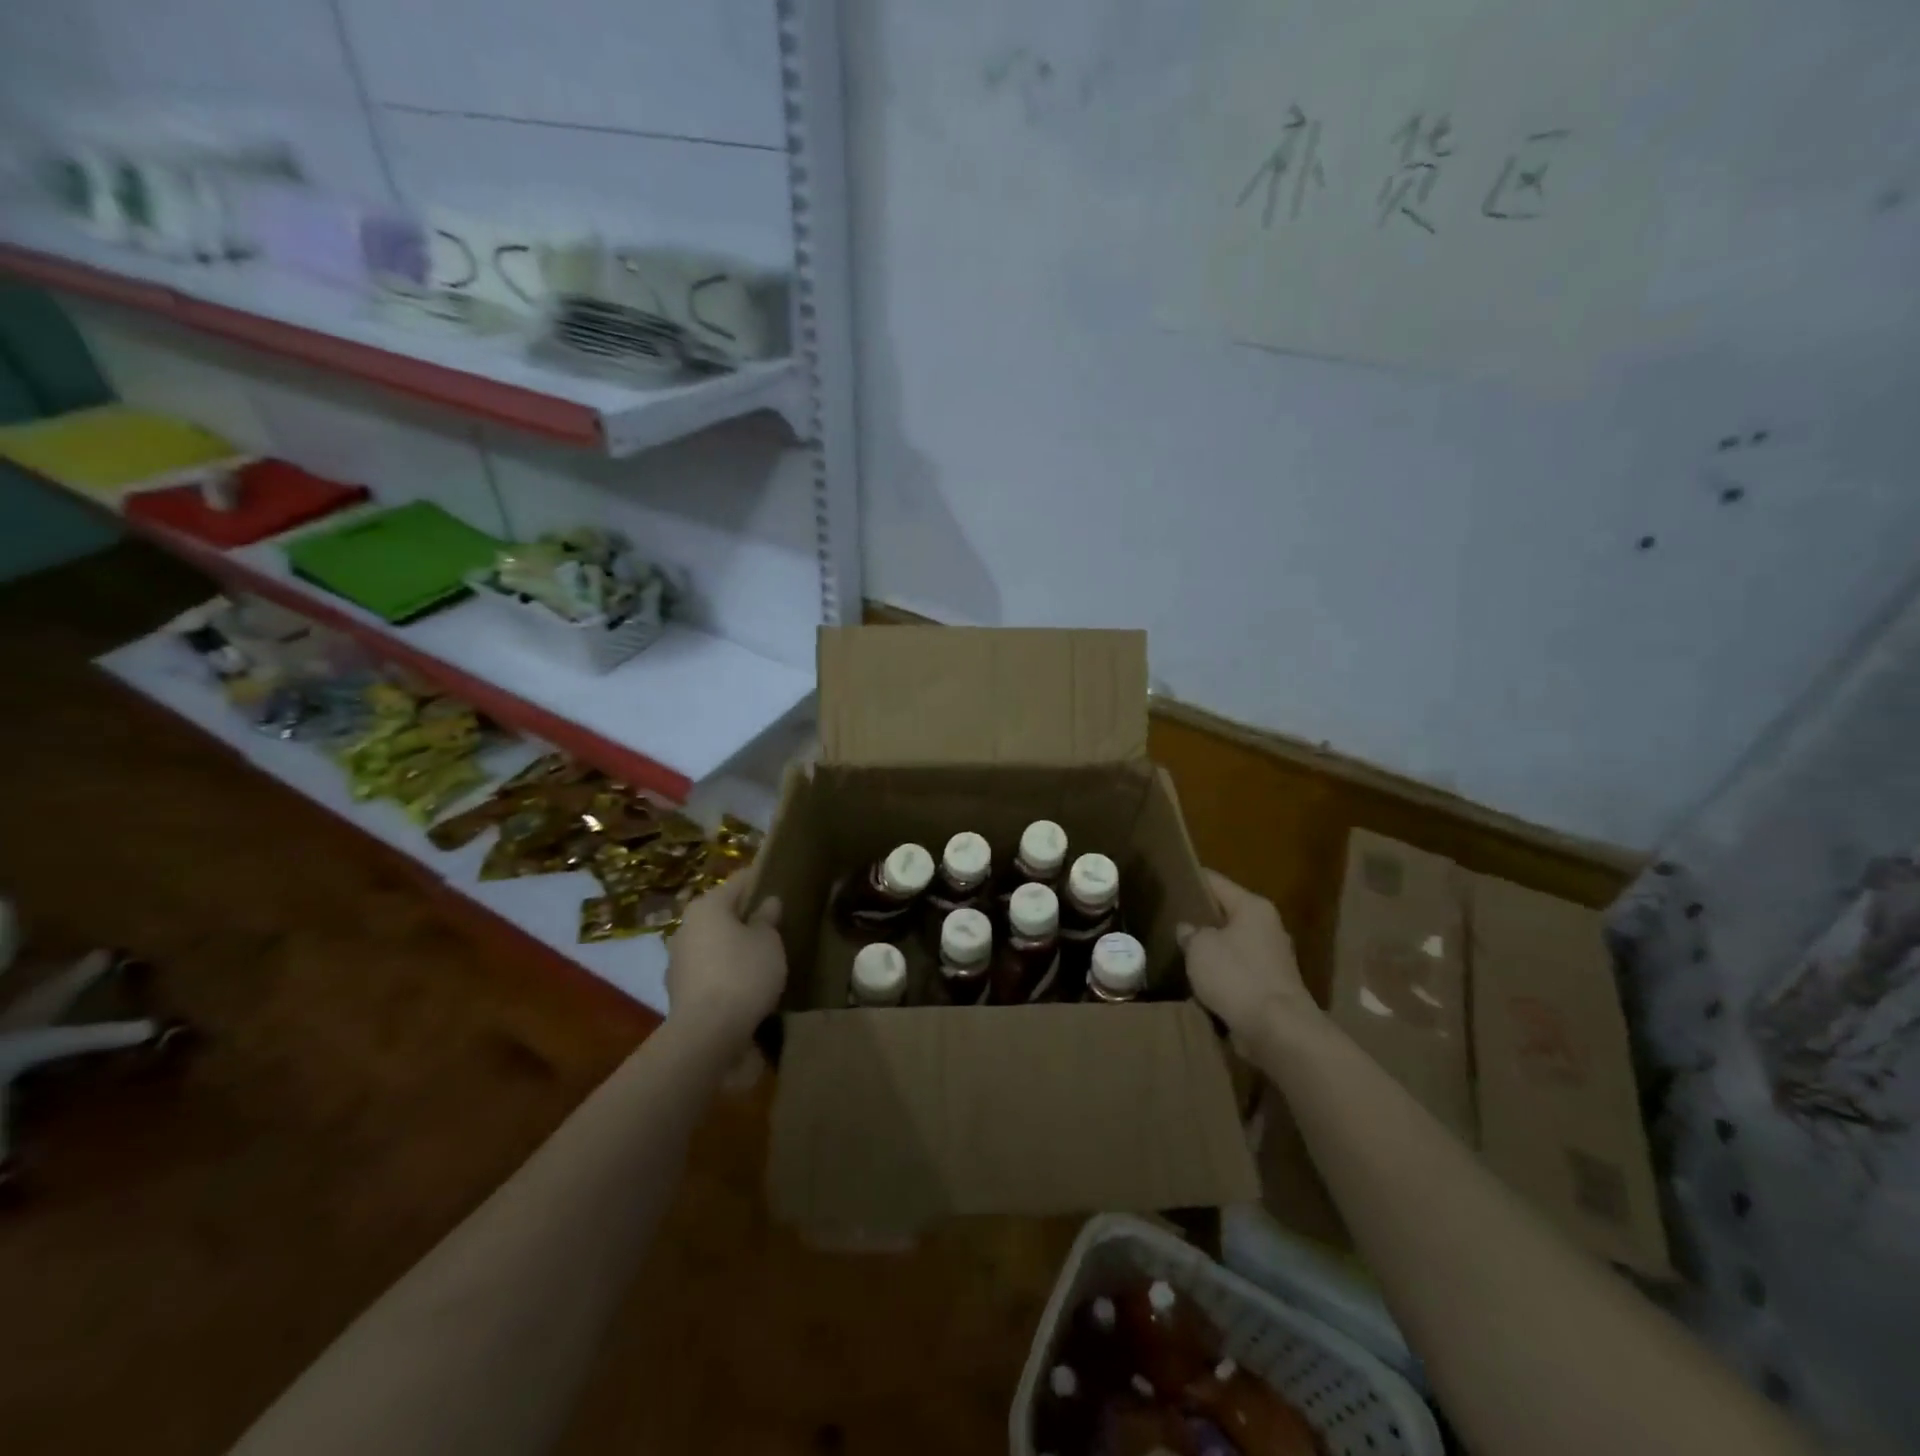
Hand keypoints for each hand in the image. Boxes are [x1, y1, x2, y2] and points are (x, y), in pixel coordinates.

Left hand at [666, 870, 785, 1045]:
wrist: (706, 1033)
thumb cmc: (743, 974)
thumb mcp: (768, 942)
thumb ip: (767, 919)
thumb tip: (767, 903)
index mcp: (707, 906)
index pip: (739, 881)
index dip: (760, 880)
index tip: (779, 884)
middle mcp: (685, 926)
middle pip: (722, 912)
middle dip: (745, 917)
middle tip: (774, 924)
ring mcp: (677, 959)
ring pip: (712, 942)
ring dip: (733, 946)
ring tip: (761, 956)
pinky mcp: (677, 989)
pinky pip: (707, 969)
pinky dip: (723, 971)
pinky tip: (743, 983)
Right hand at [1178, 869, 1317, 1054]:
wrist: (1278, 1030)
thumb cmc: (1237, 976)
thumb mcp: (1200, 947)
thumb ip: (1190, 932)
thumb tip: (1189, 929)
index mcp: (1253, 907)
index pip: (1215, 882)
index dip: (1191, 880)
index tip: (1169, 881)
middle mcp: (1267, 927)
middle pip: (1226, 914)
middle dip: (1201, 918)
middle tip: (1170, 919)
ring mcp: (1273, 959)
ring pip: (1232, 945)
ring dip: (1211, 950)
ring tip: (1181, 951)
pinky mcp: (1272, 987)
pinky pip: (1238, 972)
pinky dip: (1222, 976)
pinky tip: (1200, 981)